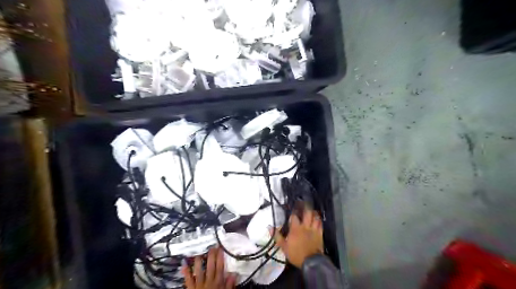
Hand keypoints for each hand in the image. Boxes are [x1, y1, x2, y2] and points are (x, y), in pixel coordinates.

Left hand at [183, 247, 236, 286]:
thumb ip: (229, 285)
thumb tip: (233, 274)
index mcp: (218, 283)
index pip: (220, 267)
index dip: (220, 257)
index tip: (220, 248)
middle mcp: (208, 282)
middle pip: (210, 266)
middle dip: (211, 256)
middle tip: (212, 247)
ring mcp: (199, 285)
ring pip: (199, 271)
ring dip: (199, 261)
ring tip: (199, 252)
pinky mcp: (191, 288)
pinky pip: (188, 279)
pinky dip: (186, 272)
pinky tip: (184, 264)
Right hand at [271, 207, 323, 266]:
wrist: (311, 262)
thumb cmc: (296, 254)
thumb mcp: (284, 247)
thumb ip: (277, 236)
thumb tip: (270, 228)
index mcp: (295, 228)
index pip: (294, 216)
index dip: (292, 211)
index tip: (292, 208)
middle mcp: (305, 226)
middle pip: (306, 212)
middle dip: (305, 206)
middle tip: (303, 202)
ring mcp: (313, 229)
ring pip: (314, 216)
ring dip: (313, 212)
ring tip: (310, 209)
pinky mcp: (320, 233)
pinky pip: (320, 223)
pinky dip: (319, 219)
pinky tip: (317, 218)